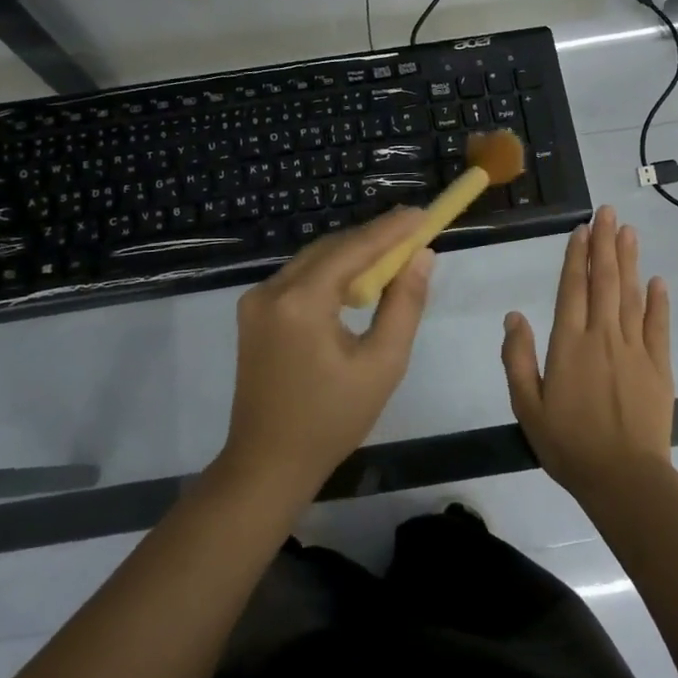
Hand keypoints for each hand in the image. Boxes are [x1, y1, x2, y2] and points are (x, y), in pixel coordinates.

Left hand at [220, 207, 434, 504]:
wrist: (267, 463)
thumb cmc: (332, 420)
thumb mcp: (382, 365)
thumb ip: (404, 304)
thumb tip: (422, 257)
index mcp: (301, 302)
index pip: (353, 249)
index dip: (391, 229)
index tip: (424, 214)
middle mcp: (271, 290)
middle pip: (331, 248)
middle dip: (373, 237)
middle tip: (414, 229)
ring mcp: (256, 300)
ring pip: (314, 259)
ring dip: (353, 253)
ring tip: (395, 249)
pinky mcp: (254, 312)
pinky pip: (300, 278)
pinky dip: (332, 272)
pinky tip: (358, 278)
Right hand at [502, 206, 673, 502]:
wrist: (623, 479)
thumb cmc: (568, 444)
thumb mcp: (527, 406)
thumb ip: (518, 358)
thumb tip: (514, 315)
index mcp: (569, 343)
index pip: (572, 288)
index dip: (576, 256)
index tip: (582, 229)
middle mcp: (603, 336)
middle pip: (604, 281)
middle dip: (605, 244)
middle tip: (608, 212)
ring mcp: (635, 349)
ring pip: (631, 295)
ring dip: (629, 261)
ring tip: (629, 231)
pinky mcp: (659, 366)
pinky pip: (659, 325)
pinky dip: (658, 301)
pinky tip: (657, 280)